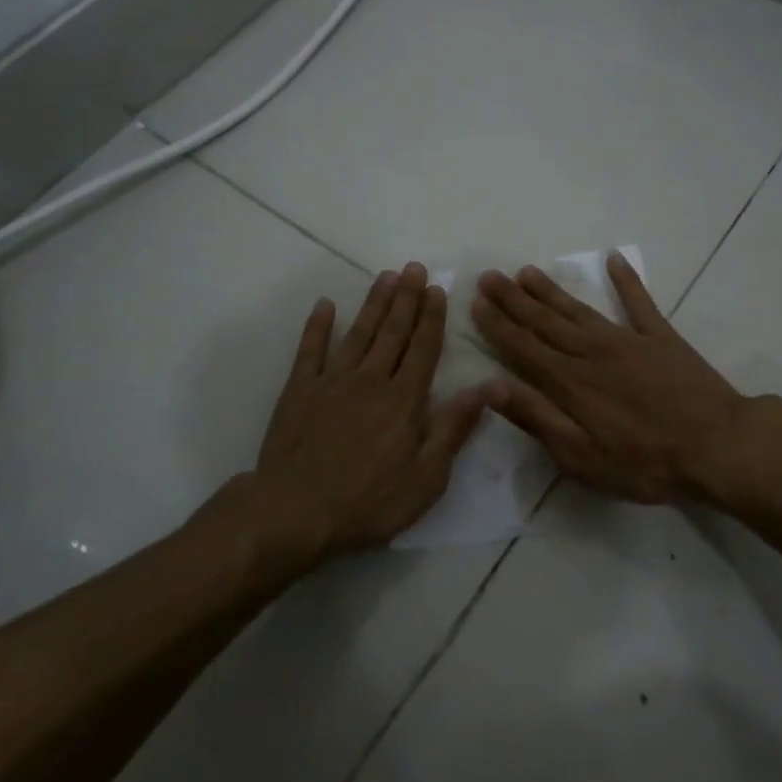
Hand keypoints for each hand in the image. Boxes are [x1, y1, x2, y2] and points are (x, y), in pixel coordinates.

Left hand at [251, 262, 485, 555]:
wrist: (295, 512)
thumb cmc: (369, 503)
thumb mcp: (426, 478)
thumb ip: (453, 429)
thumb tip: (486, 388)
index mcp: (404, 400)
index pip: (423, 349)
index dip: (432, 318)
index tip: (437, 290)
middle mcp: (370, 380)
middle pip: (393, 332)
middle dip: (406, 298)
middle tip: (414, 268)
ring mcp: (331, 381)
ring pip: (359, 332)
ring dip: (374, 303)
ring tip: (386, 276)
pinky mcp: (299, 390)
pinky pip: (310, 350)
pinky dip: (318, 326)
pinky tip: (326, 305)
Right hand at [471, 253, 781, 511]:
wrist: (718, 447)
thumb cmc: (645, 462)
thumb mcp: (581, 456)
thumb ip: (537, 418)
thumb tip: (492, 387)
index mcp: (570, 382)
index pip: (523, 347)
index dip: (498, 325)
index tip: (477, 302)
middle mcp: (591, 352)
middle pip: (544, 321)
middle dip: (513, 299)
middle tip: (489, 275)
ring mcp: (627, 340)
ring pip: (578, 309)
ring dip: (551, 290)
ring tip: (526, 271)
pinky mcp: (661, 338)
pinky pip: (639, 302)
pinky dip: (626, 280)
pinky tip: (613, 258)